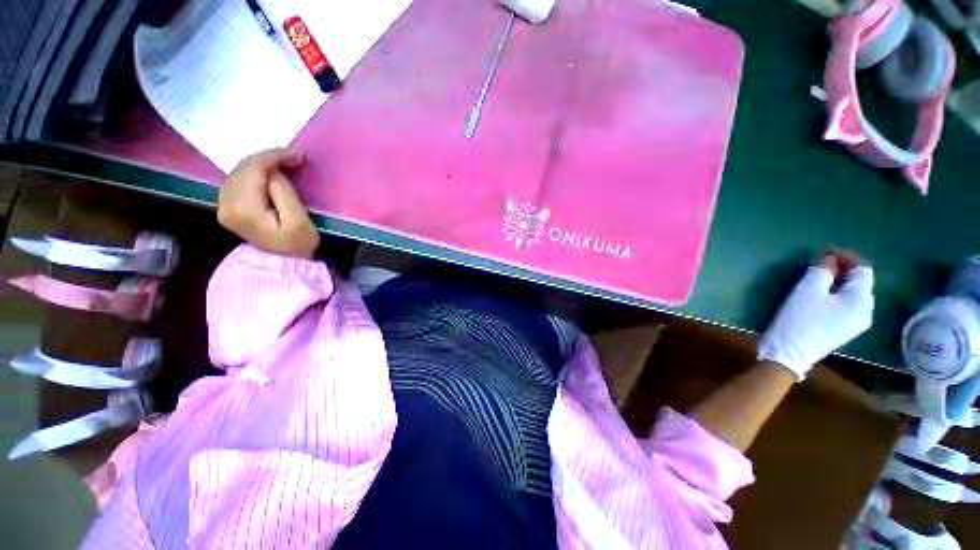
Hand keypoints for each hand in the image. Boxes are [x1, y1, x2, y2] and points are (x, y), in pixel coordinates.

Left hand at [218, 149, 318, 258]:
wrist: (283, 264)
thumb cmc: (297, 244)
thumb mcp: (298, 220)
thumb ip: (283, 191)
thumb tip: (274, 172)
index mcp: (244, 208)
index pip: (254, 169)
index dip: (275, 157)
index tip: (298, 156)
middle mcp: (226, 203)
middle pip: (243, 167)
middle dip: (269, 157)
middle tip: (294, 158)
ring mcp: (223, 205)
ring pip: (238, 170)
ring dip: (261, 163)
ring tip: (284, 164)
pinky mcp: (226, 206)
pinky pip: (237, 178)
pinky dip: (253, 171)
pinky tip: (269, 173)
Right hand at [757, 251, 874, 379]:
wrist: (789, 352)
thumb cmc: (799, 319)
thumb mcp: (808, 290)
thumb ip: (823, 270)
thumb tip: (829, 260)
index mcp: (861, 300)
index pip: (862, 269)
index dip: (846, 257)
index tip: (825, 252)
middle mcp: (866, 311)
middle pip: (860, 282)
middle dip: (843, 270)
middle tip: (820, 264)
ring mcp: (856, 323)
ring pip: (852, 294)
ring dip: (838, 282)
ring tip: (818, 279)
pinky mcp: (844, 330)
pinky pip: (846, 305)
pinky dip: (836, 295)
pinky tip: (820, 296)